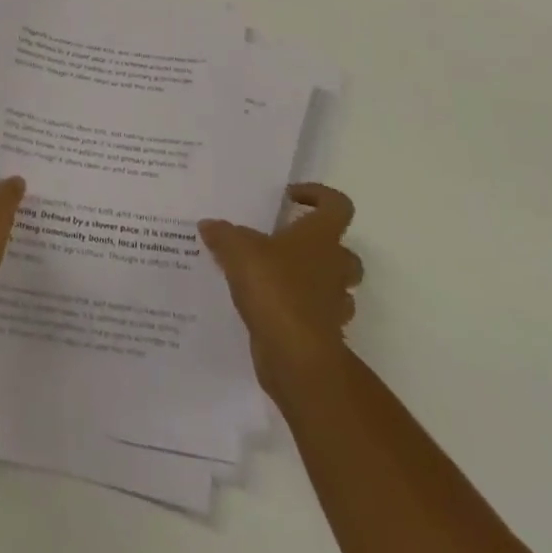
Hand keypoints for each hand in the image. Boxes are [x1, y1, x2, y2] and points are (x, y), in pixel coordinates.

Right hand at [200, 184, 363, 393]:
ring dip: (312, 281)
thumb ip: (223, 234)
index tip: (291, 198)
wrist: (297, 357)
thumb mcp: (238, 250)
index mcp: (321, 237)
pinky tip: (268, 308)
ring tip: (275, 277)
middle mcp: (334, 267)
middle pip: (343, 250)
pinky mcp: (324, 335)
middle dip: (320, 246)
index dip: (319, 195)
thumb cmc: (275, 288)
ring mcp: (333, 305)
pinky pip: (317, 316)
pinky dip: (299, 311)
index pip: (338, 205)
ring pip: (335, 286)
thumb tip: (209, 224)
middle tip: (286, 243)